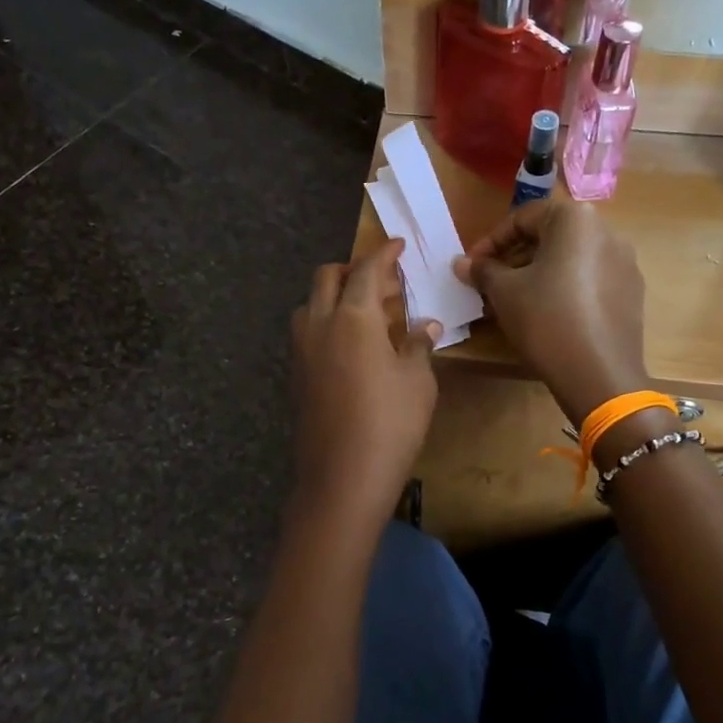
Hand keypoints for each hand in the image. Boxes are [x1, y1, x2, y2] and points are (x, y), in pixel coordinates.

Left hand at [290, 240, 440, 513]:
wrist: (342, 477)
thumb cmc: (391, 424)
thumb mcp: (418, 382)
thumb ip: (419, 345)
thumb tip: (426, 325)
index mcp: (353, 317)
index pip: (367, 270)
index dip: (384, 254)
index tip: (398, 245)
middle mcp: (320, 324)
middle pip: (328, 276)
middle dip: (354, 268)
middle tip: (384, 282)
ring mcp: (302, 350)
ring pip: (311, 303)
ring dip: (335, 295)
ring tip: (366, 313)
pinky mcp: (296, 375)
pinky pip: (308, 331)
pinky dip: (327, 322)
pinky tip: (351, 345)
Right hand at [455, 202, 647, 425]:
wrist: (599, 374)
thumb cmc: (545, 320)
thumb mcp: (504, 292)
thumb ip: (482, 270)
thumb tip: (462, 263)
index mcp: (575, 219)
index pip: (522, 218)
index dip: (490, 242)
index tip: (471, 267)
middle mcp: (606, 231)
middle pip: (549, 236)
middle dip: (514, 258)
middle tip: (489, 285)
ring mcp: (624, 263)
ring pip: (569, 260)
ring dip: (536, 274)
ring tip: (513, 302)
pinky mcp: (631, 292)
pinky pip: (588, 280)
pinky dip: (563, 288)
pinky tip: (546, 315)